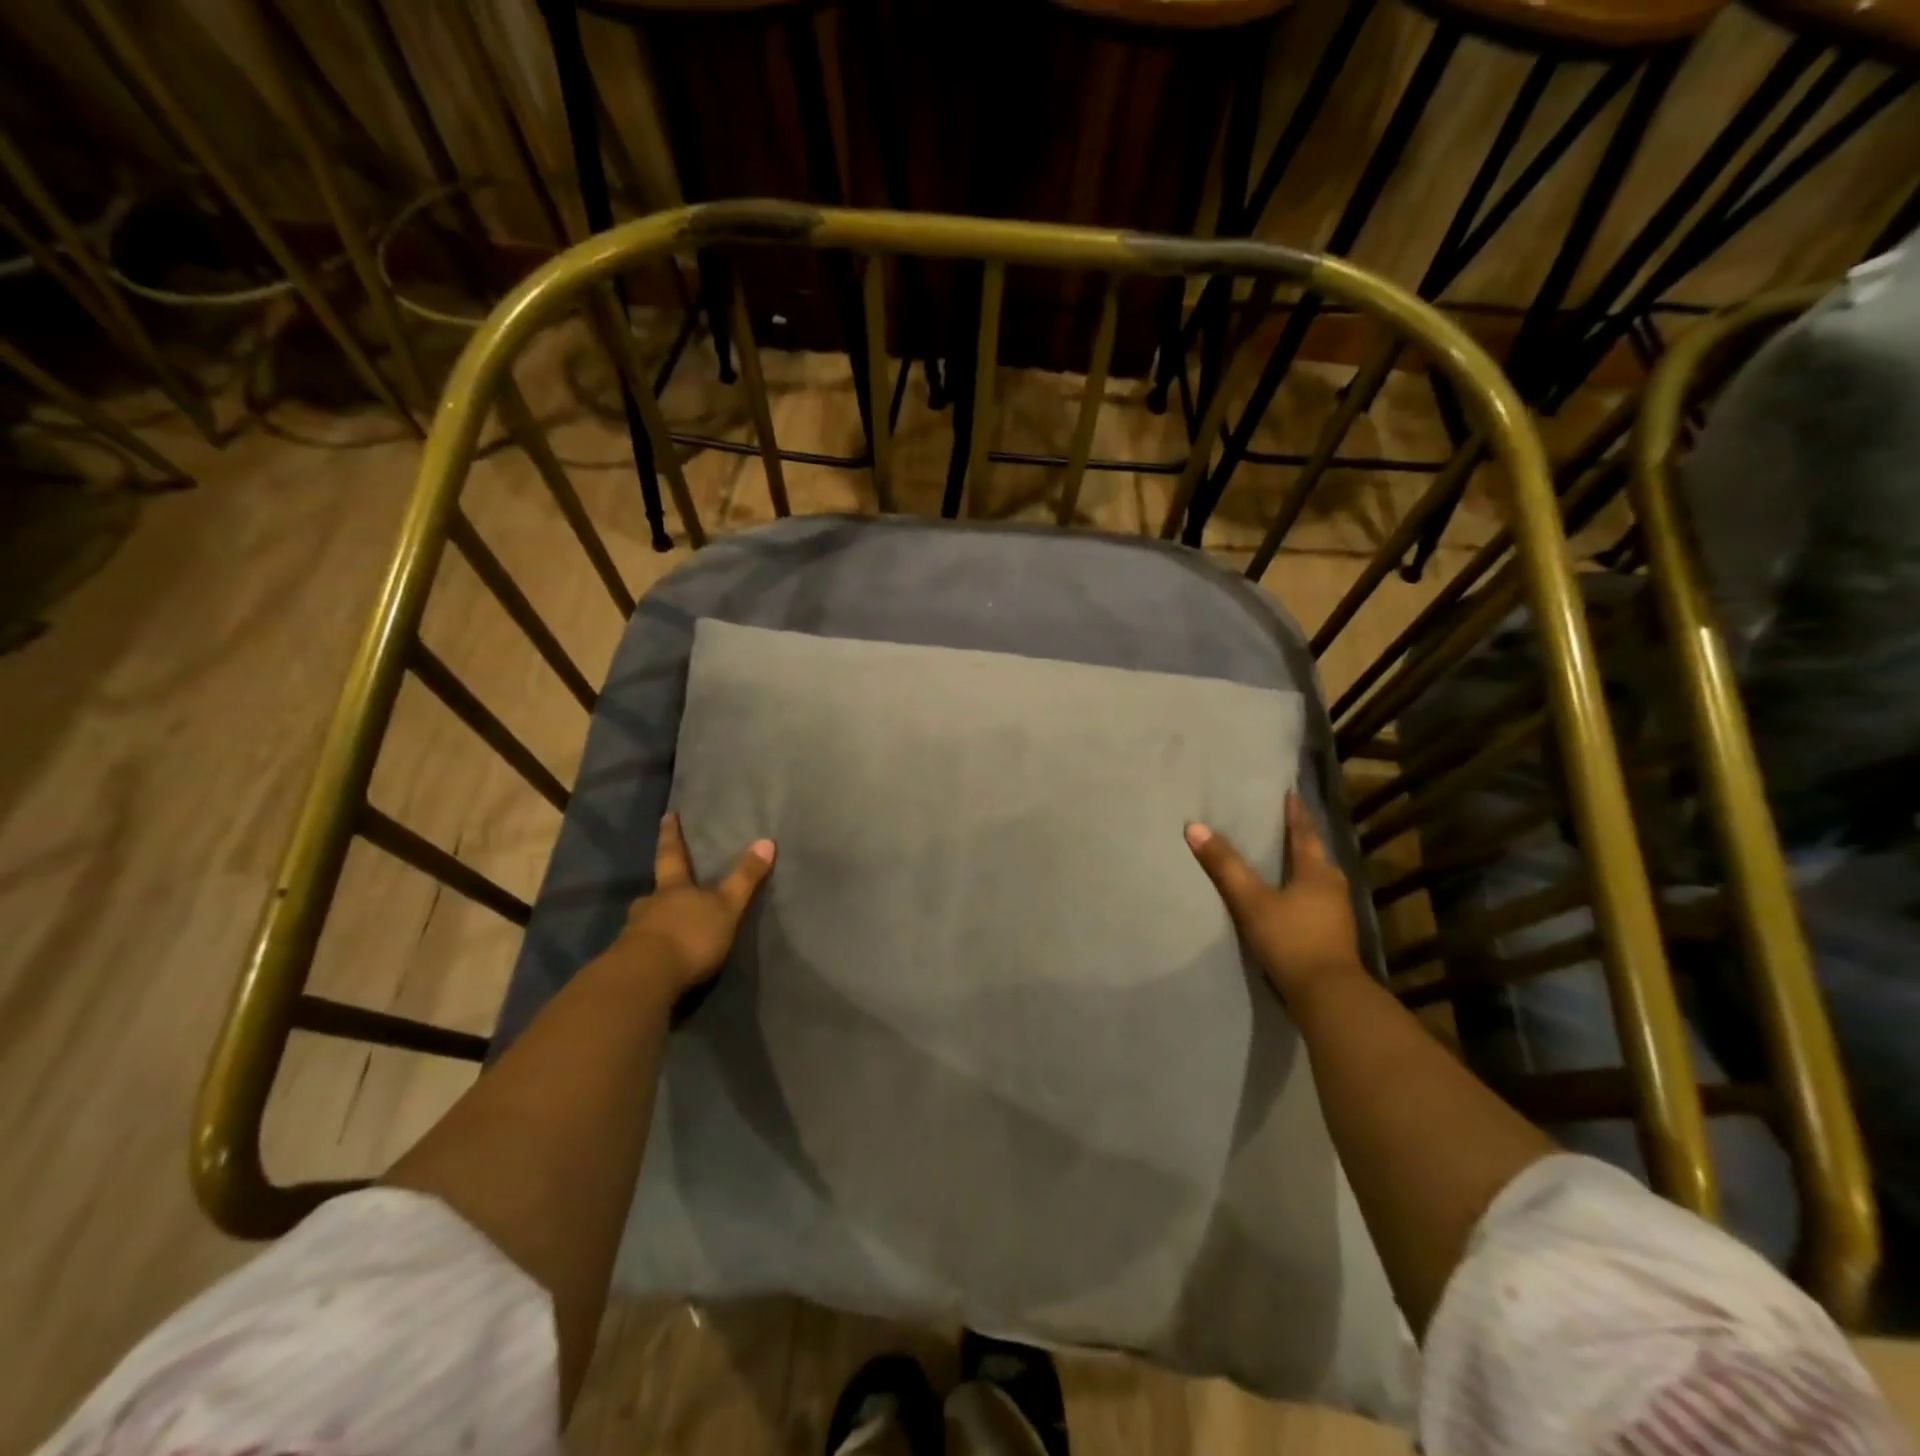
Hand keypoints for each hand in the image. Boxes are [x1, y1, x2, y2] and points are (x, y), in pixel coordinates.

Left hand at [613, 811, 775, 996]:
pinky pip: (641, 950)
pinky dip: (651, 950)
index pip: (672, 854)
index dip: (671, 835)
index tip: (667, 815)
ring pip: (646, 921)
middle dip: (662, 890)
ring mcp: (634, 934)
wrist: (645, 979)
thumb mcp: (726, 907)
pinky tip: (659, 959)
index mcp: (672, 888)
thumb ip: (744, 878)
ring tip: (667, 929)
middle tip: (667, 889)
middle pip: (656, 891)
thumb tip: (766, 840)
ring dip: (656, 922)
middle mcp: (649, 905)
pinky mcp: (627, 964)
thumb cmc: (690, 936)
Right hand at [1185, 793, 1363, 1004]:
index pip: (1305, 833)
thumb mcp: (1251, 901)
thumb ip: (1224, 866)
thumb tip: (1193, 827)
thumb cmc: (1291, 940)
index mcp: (1317, 872)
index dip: (1296, 813)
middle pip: (1317, 855)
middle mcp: (1333, 887)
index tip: (1291, 793)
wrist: (1328, 996)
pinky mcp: (1334, 936)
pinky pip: (1318, 901)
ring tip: (1286, 859)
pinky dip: (1304, 891)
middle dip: (1302, 838)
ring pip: (1319, 879)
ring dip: (1305, 866)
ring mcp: (1337, 914)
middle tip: (1285, 824)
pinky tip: (1292, 899)